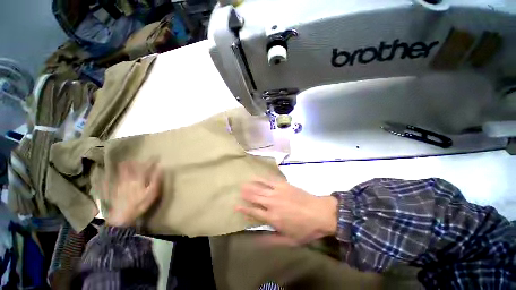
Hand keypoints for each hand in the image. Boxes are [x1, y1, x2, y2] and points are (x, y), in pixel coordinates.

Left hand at [106, 161, 162, 226]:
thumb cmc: (140, 204)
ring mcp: (120, 182)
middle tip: (140, 159)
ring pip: (123, 169)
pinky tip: (120, 172)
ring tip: (130, 161)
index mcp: (139, 178)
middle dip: (137, 161)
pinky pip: (117, 175)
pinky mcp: (115, 187)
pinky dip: (119, 171)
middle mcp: (129, 178)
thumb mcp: (152, 193)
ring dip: (127, 164)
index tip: (156, 156)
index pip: (146, 166)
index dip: (151, 160)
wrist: (122, 216)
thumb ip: (156, 180)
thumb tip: (160, 168)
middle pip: (132, 166)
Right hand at [236, 179, 337, 244]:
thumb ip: (271, 240)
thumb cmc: (305, 229)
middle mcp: (272, 203)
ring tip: (244, 183)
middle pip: (255, 197)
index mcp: (272, 218)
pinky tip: (258, 176)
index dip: (244, 209)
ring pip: (261, 188)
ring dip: (252, 185)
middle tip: (239, 190)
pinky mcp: (284, 185)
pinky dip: (263, 178)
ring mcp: (277, 192)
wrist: (320, 213)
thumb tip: (257, 240)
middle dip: (246, 194)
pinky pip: (270, 180)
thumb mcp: (289, 240)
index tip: (236, 205)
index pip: (254, 212)